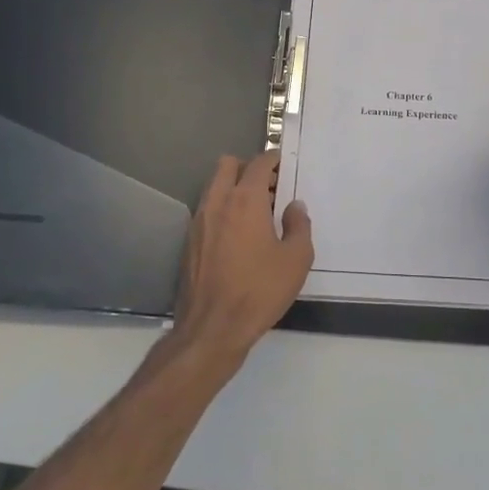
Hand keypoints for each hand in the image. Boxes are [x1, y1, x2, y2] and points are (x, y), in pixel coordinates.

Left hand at [171, 150, 312, 365]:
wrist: (212, 329)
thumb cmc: (259, 291)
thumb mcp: (296, 259)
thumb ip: (299, 225)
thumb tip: (294, 207)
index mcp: (245, 200)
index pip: (258, 163)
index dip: (273, 159)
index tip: (284, 165)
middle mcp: (218, 203)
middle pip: (228, 165)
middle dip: (248, 167)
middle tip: (269, 187)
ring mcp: (199, 222)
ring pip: (214, 186)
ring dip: (233, 188)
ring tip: (255, 213)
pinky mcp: (189, 242)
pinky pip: (207, 210)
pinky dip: (222, 210)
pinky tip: (237, 236)